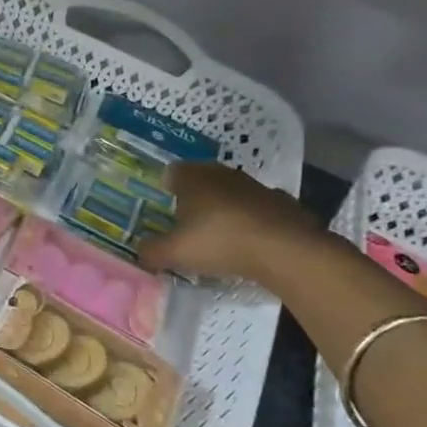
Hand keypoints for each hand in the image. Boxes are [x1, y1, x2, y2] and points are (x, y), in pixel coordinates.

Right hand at [137, 162, 321, 284]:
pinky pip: (260, 210)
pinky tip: (251, 243)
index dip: (166, 189)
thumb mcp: (174, 253)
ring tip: (220, 235)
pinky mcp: (284, 204)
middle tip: (188, 222)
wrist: (286, 251)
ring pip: (232, 193)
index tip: (164, 209)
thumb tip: (140, 253)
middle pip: (202, 180)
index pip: (172, 173)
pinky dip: (254, 221)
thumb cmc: (220, 242)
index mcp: (193, 178)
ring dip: (226, 208)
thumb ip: (151, 251)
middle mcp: (223, 174)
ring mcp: (257, 187)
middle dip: (195, 197)